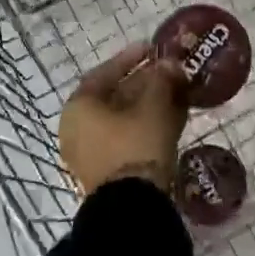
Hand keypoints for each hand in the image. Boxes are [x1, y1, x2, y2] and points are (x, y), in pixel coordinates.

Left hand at [58, 44, 186, 194]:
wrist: (133, 207)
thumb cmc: (137, 144)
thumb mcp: (154, 105)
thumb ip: (162, 79)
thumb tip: (170, 63)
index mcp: (79, 107)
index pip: (104, 73)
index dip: (130, 58)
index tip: (152, 48)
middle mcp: (77, 128)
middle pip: (114, 96)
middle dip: (145, 82)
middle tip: (170, 73)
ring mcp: (90, 153)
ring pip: (123, 119)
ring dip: (149, 104)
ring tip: (177, 94)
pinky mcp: (106, 172)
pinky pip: (126, 138)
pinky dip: (146, 125)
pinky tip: (172, 119)